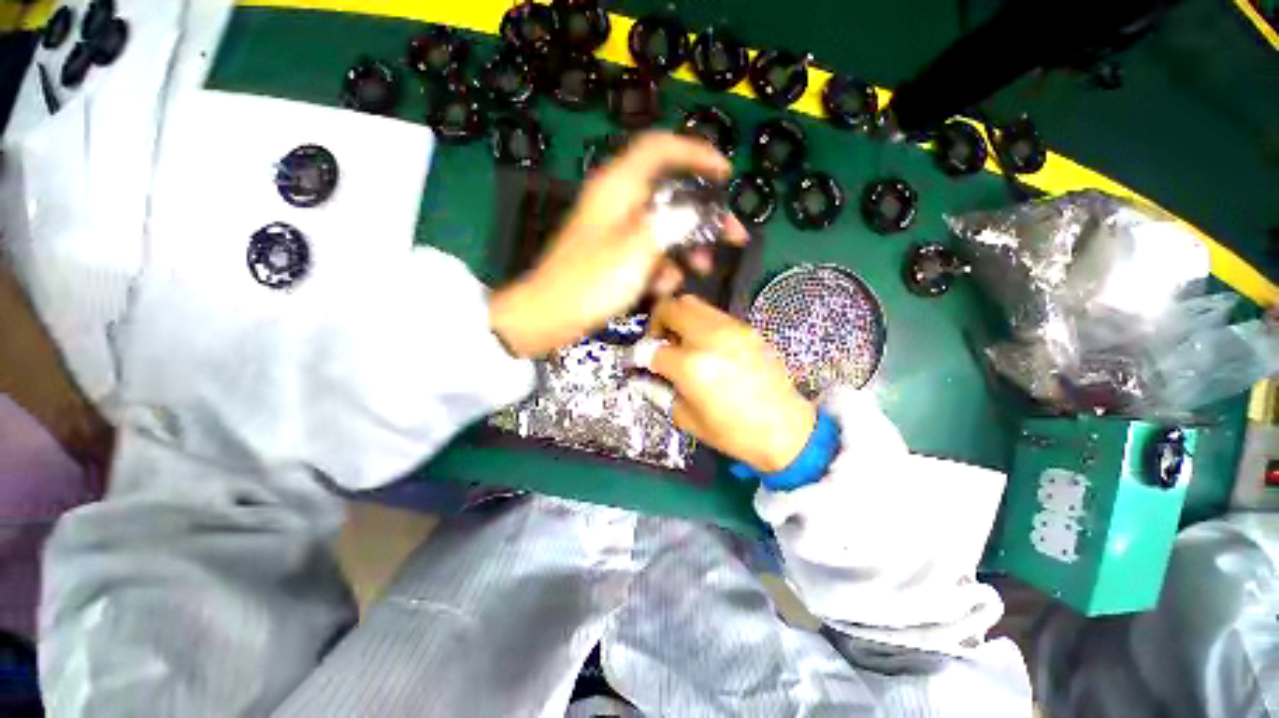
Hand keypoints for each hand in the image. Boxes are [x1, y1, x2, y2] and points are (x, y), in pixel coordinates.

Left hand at [489, 133, 745, 357]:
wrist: (551, 315)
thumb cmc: (592, 282)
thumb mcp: (637, 250)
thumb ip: (671, 223)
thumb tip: (695, 209)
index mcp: (619, 186)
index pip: (662, 148)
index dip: (697, 154)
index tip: (725, 174)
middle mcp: (619, 200)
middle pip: (671, 192)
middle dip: (704, 214)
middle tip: (732, 233)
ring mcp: (617, 229)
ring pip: (664, 225)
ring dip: (687, 245)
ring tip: (702, 267)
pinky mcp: (615, 253)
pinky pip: (649, 249)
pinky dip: (663, 264)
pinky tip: (665, 286)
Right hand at [647, 295, 816, 472]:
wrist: (785, 429)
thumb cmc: (733, 432)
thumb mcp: (687, 418)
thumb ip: (661, 391)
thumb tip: (646, 375)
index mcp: (691, 366)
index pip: (653, 349)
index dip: (640, 356)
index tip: (640, 362)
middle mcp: (709, 338)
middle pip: (671, 307)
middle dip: (658, 322)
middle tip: (661, 342)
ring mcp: (731, 329)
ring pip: (693, 304)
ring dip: (680, 319)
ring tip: (684, 342)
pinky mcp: (747, 329)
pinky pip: (715, 315)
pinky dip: (702, 324)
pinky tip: (708, 347)